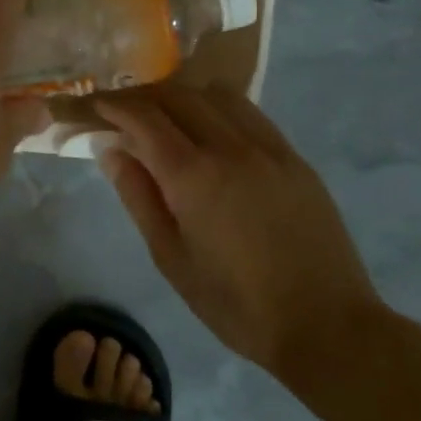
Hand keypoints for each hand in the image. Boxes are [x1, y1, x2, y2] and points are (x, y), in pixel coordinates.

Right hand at [93, 82, 388, 383]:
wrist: (325, 325)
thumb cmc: (236, 303)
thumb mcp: (171, 258)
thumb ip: (138, 196)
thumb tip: (111, 150)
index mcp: (193, 176)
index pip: (144, 118)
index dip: (114, 106)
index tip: (95, 106)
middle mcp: (230, 147)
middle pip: (177, 96)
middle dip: (142, 97)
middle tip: (122, 111)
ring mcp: (267, 148)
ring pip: (215, 95)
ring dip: (181, 96)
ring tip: (165, 116)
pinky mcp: (293, 157)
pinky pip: (248, 113)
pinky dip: (217, 108)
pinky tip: (210, 129)